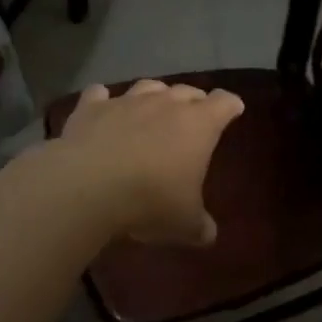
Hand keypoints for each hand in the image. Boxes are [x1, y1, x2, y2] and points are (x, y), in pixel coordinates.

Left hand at [57, 79, 243, 245]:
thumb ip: (199, 226)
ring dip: (155, 95)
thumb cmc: (150, 200)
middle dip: (194, 100)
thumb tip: (208, 235)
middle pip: (188, 90)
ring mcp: (127, 101)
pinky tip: (102, 106)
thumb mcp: (184, 223)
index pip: (225, 103)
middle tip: (194, 116)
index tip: (233, 110)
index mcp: (199, 125)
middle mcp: (166, 103)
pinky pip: (99, 94)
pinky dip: (103, 99)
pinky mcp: (91, 108)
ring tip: (153, 108)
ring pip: (148, 86)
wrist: (87, 187)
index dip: (231, 106)